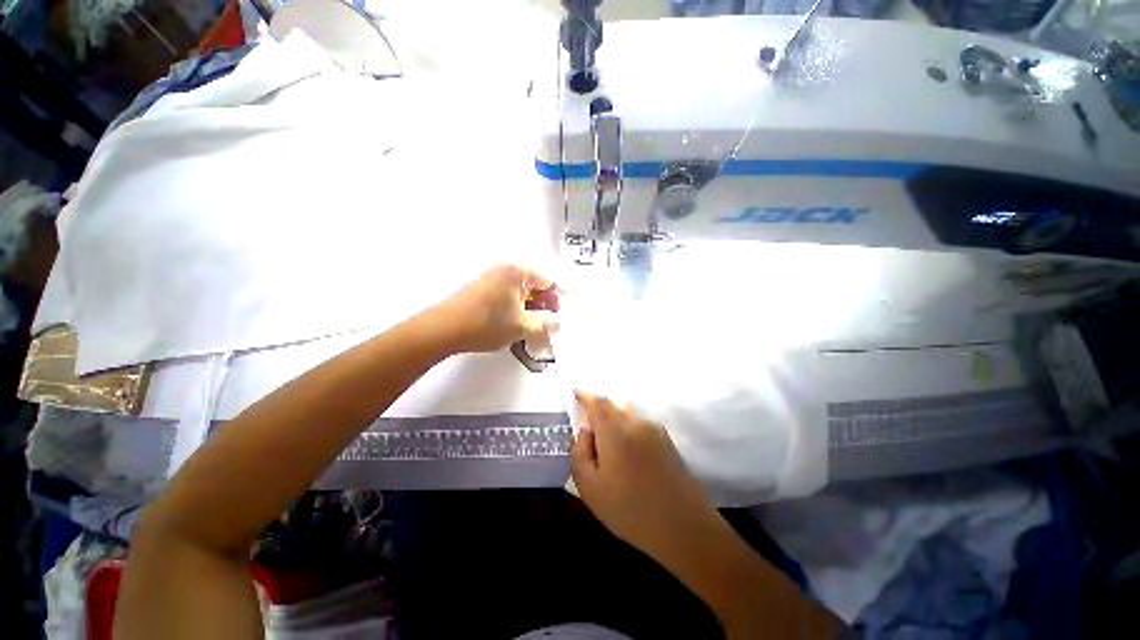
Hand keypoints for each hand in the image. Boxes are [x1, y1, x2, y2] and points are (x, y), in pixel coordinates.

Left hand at [435, 263, 559, 353]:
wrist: (444, 329)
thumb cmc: (487, 324)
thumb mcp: (522, 326)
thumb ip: (545, 324)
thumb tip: (559, 323)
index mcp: (518, 272)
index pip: (548, 279)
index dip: (559, 296)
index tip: (563, 312)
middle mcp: (506, 268)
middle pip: (536, 283)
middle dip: (546, 301)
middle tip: (551, 320)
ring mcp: (492, 276)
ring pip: (522, 289)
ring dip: (533, 305)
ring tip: (536, 324)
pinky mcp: (483, 287)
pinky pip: (509, 293)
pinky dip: (518, 305)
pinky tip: (518, 320)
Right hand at [572, 391, 718, 559]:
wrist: (685, 527)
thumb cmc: (631, 510)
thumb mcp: (590, 489)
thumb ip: (580, 454)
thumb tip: (585, 432)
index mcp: (616, 431)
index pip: (598, 402)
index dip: (585, 395)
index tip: (576, 393)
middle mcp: (636, 422)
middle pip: (613, 405)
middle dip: (598, 410)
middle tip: (589, 429)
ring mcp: (655, 429)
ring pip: (628, 414)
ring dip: (614, 420)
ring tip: (608, 446)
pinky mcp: (667, 440)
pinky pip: (640, 424)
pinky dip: (627, 428)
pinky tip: (627, 455)